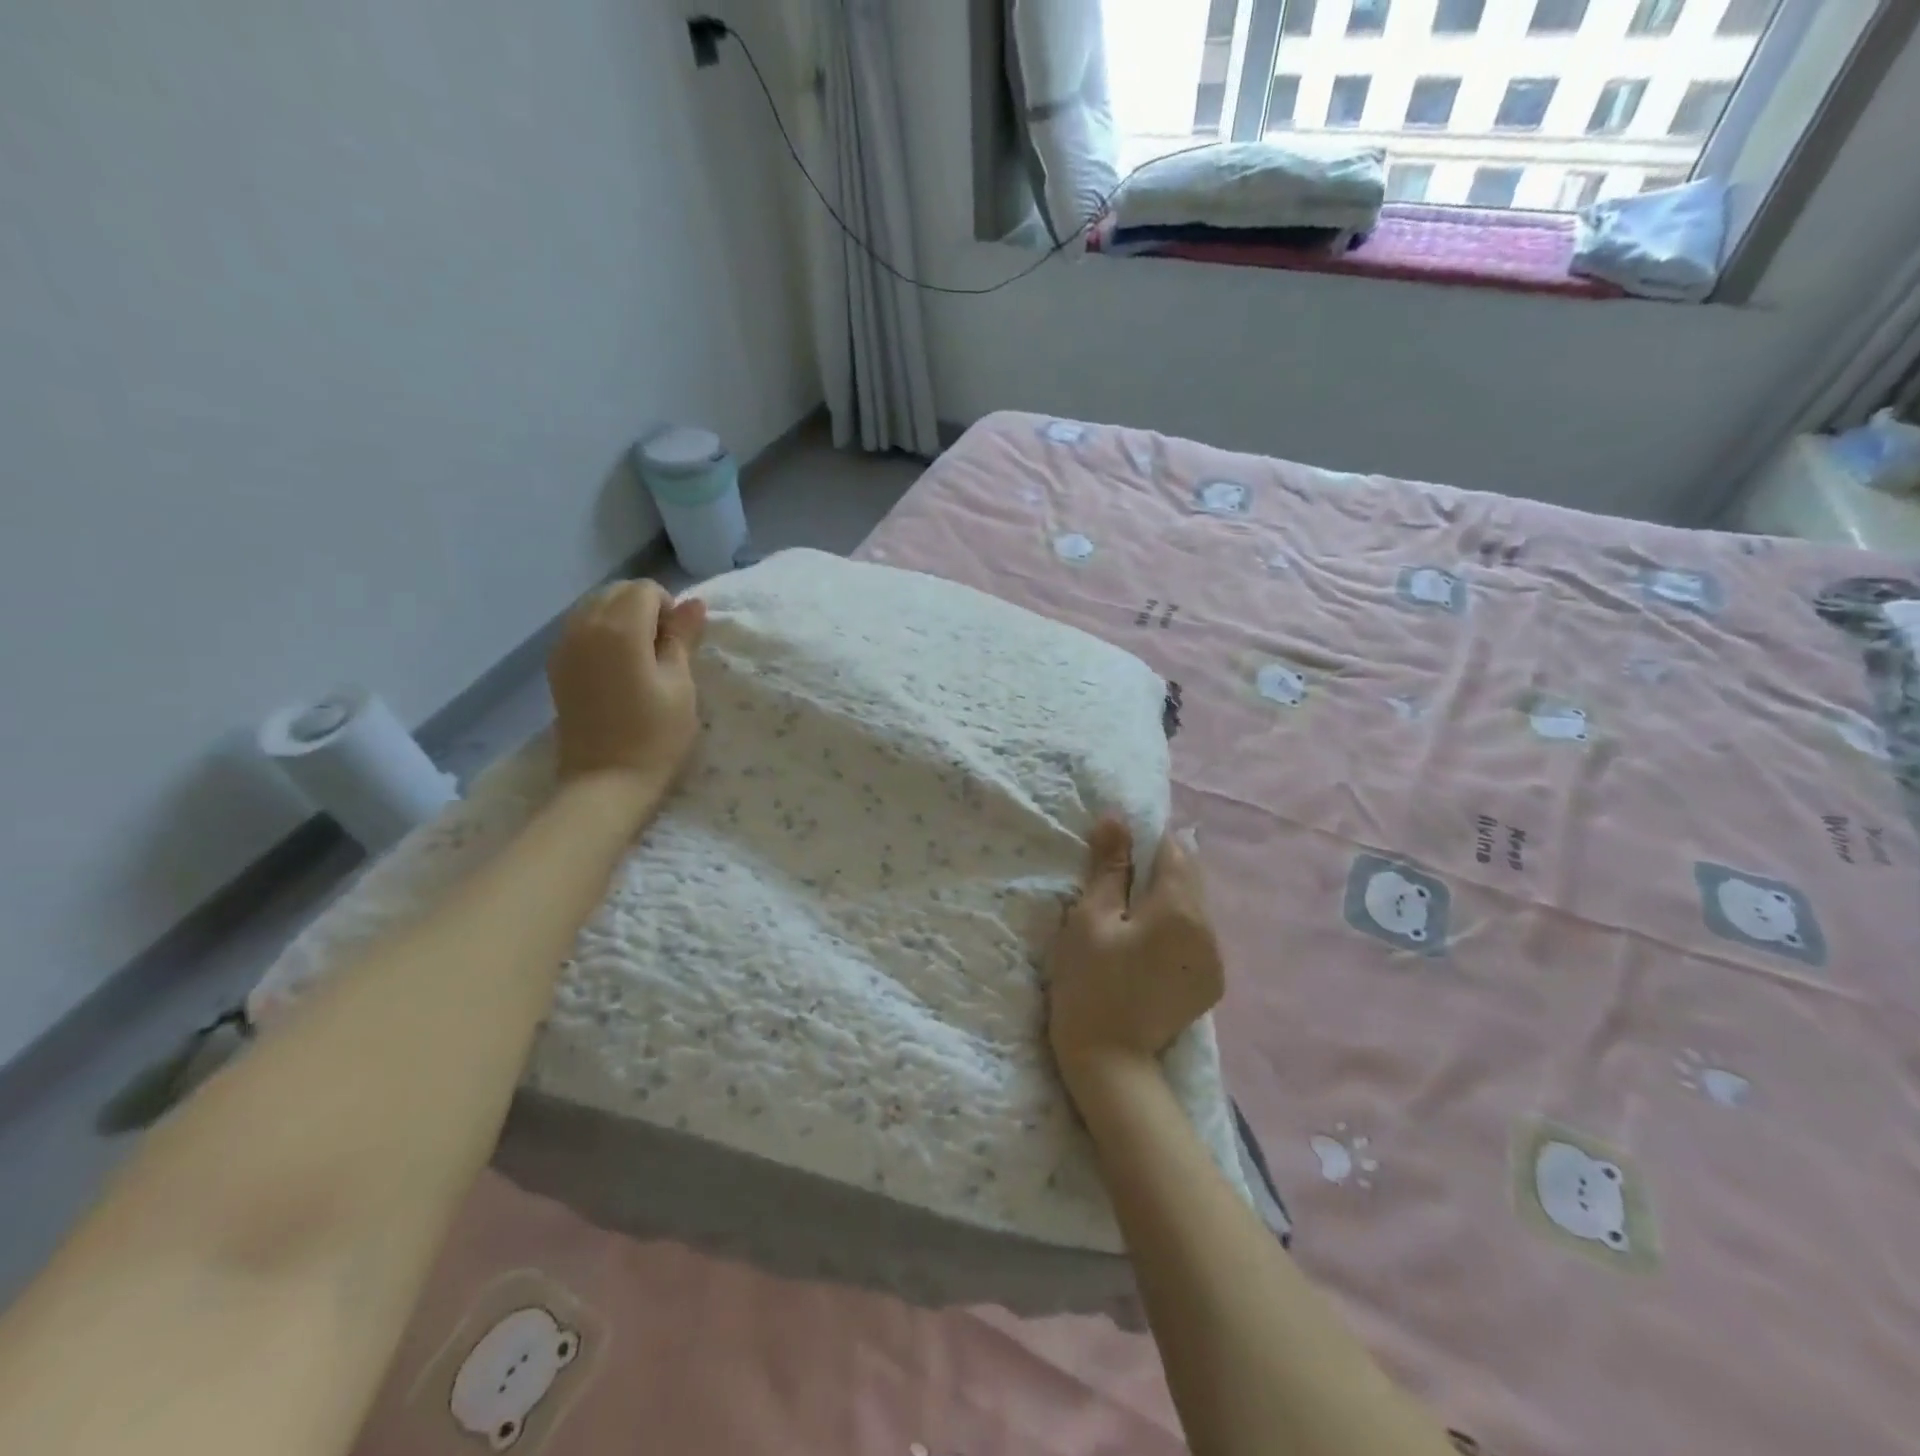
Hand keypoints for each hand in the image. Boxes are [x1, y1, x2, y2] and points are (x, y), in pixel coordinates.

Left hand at [546, 580, 707, 791]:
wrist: (605, 782)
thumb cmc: (656, 736)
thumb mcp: (681, 685)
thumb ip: (682, 638)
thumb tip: (692, 602)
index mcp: (620, 628)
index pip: (646, 589)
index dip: (669, 608)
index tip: (680, 643)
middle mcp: (585, 626)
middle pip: (617, 592)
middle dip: (644, 608)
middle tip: (664, 650)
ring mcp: (564, 646)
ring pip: (596, 608)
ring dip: (622, 620)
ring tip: (641, 661)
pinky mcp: (557, 666)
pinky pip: (581, 629)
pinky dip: (602, 635)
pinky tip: (618, 670)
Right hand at [1047, 818, 1224, 1085]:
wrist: (1109, 1061)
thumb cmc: (1090, 983)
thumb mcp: (1090, 918)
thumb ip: (1109, 867)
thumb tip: (1116, 819)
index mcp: (1182, 910)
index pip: (1173, 850)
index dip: (1143, 842)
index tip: (1113, 854)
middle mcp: (1210, 930)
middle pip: (1188, 877)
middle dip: (1155, 870)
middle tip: (1115, 887)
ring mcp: (1216, 959)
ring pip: (1193, 906)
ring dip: (1165, 899)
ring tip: (1128, 918)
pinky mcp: (1211, 982)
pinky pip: (1195, 935)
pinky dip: (1174, 927)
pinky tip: (1144, 947)